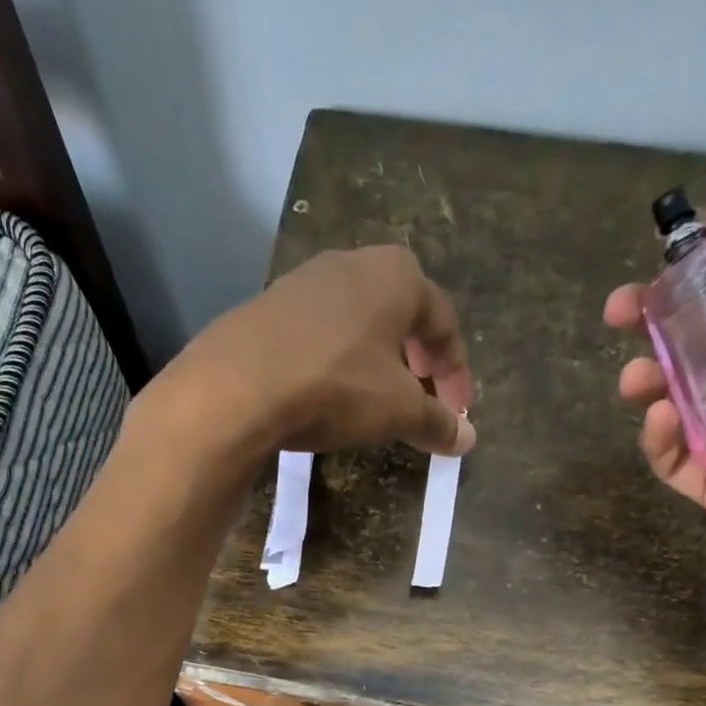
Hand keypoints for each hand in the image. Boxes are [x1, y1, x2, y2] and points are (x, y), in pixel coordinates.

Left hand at [171, 245, 475, 463]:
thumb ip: (436, 422)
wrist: (239, 385)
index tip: (457, 414)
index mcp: (397, 275)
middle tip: (420, 400)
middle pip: (400, 315)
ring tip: (375, 401)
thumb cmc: (337, 386)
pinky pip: (319, 335)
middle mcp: (353, 264)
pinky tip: (327, 394)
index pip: (443, 323)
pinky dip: (336, 363)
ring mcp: (305, 281)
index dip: (456, 374)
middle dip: (417, 362)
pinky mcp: (268, 307)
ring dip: (375, 362)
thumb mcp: (398, 410)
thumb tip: (467, 440)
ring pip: (357, 323)